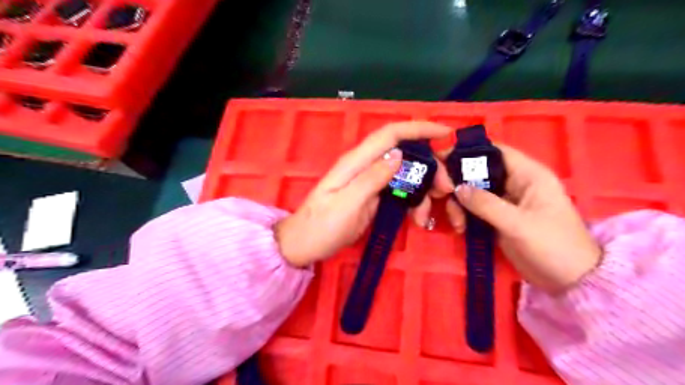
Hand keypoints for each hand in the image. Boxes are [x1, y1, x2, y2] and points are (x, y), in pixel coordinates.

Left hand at [274, 122, 453, 267]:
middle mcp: (364, 167)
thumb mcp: (347, 204)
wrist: (304, 244)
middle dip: (429, 167)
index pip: (389, 135)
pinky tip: (417, 217)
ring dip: (423, 189)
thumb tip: (397, 155)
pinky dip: (413, 201)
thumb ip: (371, 179)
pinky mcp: (372, 197)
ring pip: (404, 174)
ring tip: (426, 214)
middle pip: (403, 154)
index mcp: (356, 162)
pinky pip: (399, 191)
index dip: (417, 128)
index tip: (444, 133)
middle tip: (445, 189)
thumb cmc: (321, 226)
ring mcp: (369, 182)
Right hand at [445, 144, 601, 291]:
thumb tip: (457, 188)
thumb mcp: (518, 224)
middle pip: (478, 171)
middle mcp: (514, 183)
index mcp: (528, 174)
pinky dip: (464, 214)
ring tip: (457, 223)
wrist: (570, 280)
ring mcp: (505, 201)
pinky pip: (474, 208)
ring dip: (459, 203)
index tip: (442, 161)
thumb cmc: (552, 245)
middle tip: (441, 194)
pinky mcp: (498, 217)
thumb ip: (486, 204)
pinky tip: (460, 228)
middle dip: (457, 182)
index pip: (494, 152)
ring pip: (472, 191)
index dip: (468, 153)